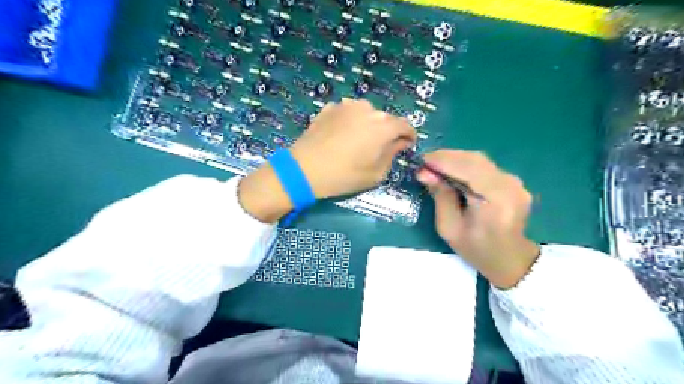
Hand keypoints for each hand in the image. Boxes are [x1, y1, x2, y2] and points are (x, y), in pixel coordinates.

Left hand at [239, 98, 413, 222]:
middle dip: (387, 132)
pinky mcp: (330, 107)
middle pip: (385, 119)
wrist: (305, 169)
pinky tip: (341, 136)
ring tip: (358, 141)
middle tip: (378, 148)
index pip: (406, 126)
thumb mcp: (376, 174)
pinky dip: (350, 122)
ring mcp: (348, 105)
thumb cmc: (344, 175)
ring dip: (368, 125)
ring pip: (366, 114)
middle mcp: (369, 109)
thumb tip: (399, 143)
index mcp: (384, 126)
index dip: (408, 137)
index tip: (405, 146)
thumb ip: (392, 155)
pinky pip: (348, 113)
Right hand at [417, 150, 539, 287]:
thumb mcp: (449, 228)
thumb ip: (440, 197)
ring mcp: (515, 182)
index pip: (468, 169)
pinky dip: (465, 165)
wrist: (509, 259)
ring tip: (434, 167)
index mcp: (495, 200)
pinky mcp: (513, 181)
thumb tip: (424, 173)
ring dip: (454, 160)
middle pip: (474, 160)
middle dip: (446, 158)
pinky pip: (485, 166)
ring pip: (479, 160)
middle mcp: (509, 186)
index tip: (420, 162)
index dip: (442, 161)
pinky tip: (451, 172)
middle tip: (424, 164)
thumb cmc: (475, 249)